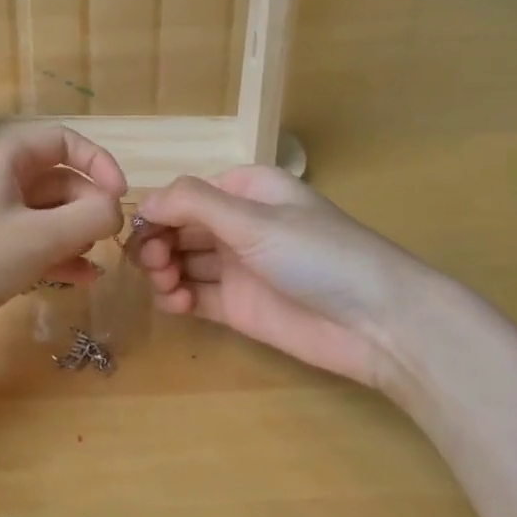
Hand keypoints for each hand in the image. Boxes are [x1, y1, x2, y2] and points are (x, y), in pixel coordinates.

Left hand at [0, 124, 125, 354]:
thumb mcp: (42, 236)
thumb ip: (90, 217)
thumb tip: (116, 211)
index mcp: (3, 159)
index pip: (60, 140)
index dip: (97, 161)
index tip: (121, 195)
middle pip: (57, 179)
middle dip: (88, 205)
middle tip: (109, 238)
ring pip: (47, 214)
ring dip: (76, 232)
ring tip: (95, 260)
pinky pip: (33, 243)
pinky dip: (58, 255)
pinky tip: (82, 279)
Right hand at [132, 166, 432, 390]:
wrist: (379, 324)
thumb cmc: (318, 255)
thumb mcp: (254, 219)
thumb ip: (193, 203)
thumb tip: (142, 201)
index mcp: (246, 191)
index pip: (186, 195)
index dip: (157, 210)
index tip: (137, 231)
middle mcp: (238, 225)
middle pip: (178, 228)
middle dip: (157, 242)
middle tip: (153, 263)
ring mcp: (237, 267)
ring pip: (180, 261)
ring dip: (163, 270)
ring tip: (166, 285)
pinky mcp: (238, 306)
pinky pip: (193, 295)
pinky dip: (176, 298)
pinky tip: (176, 304)